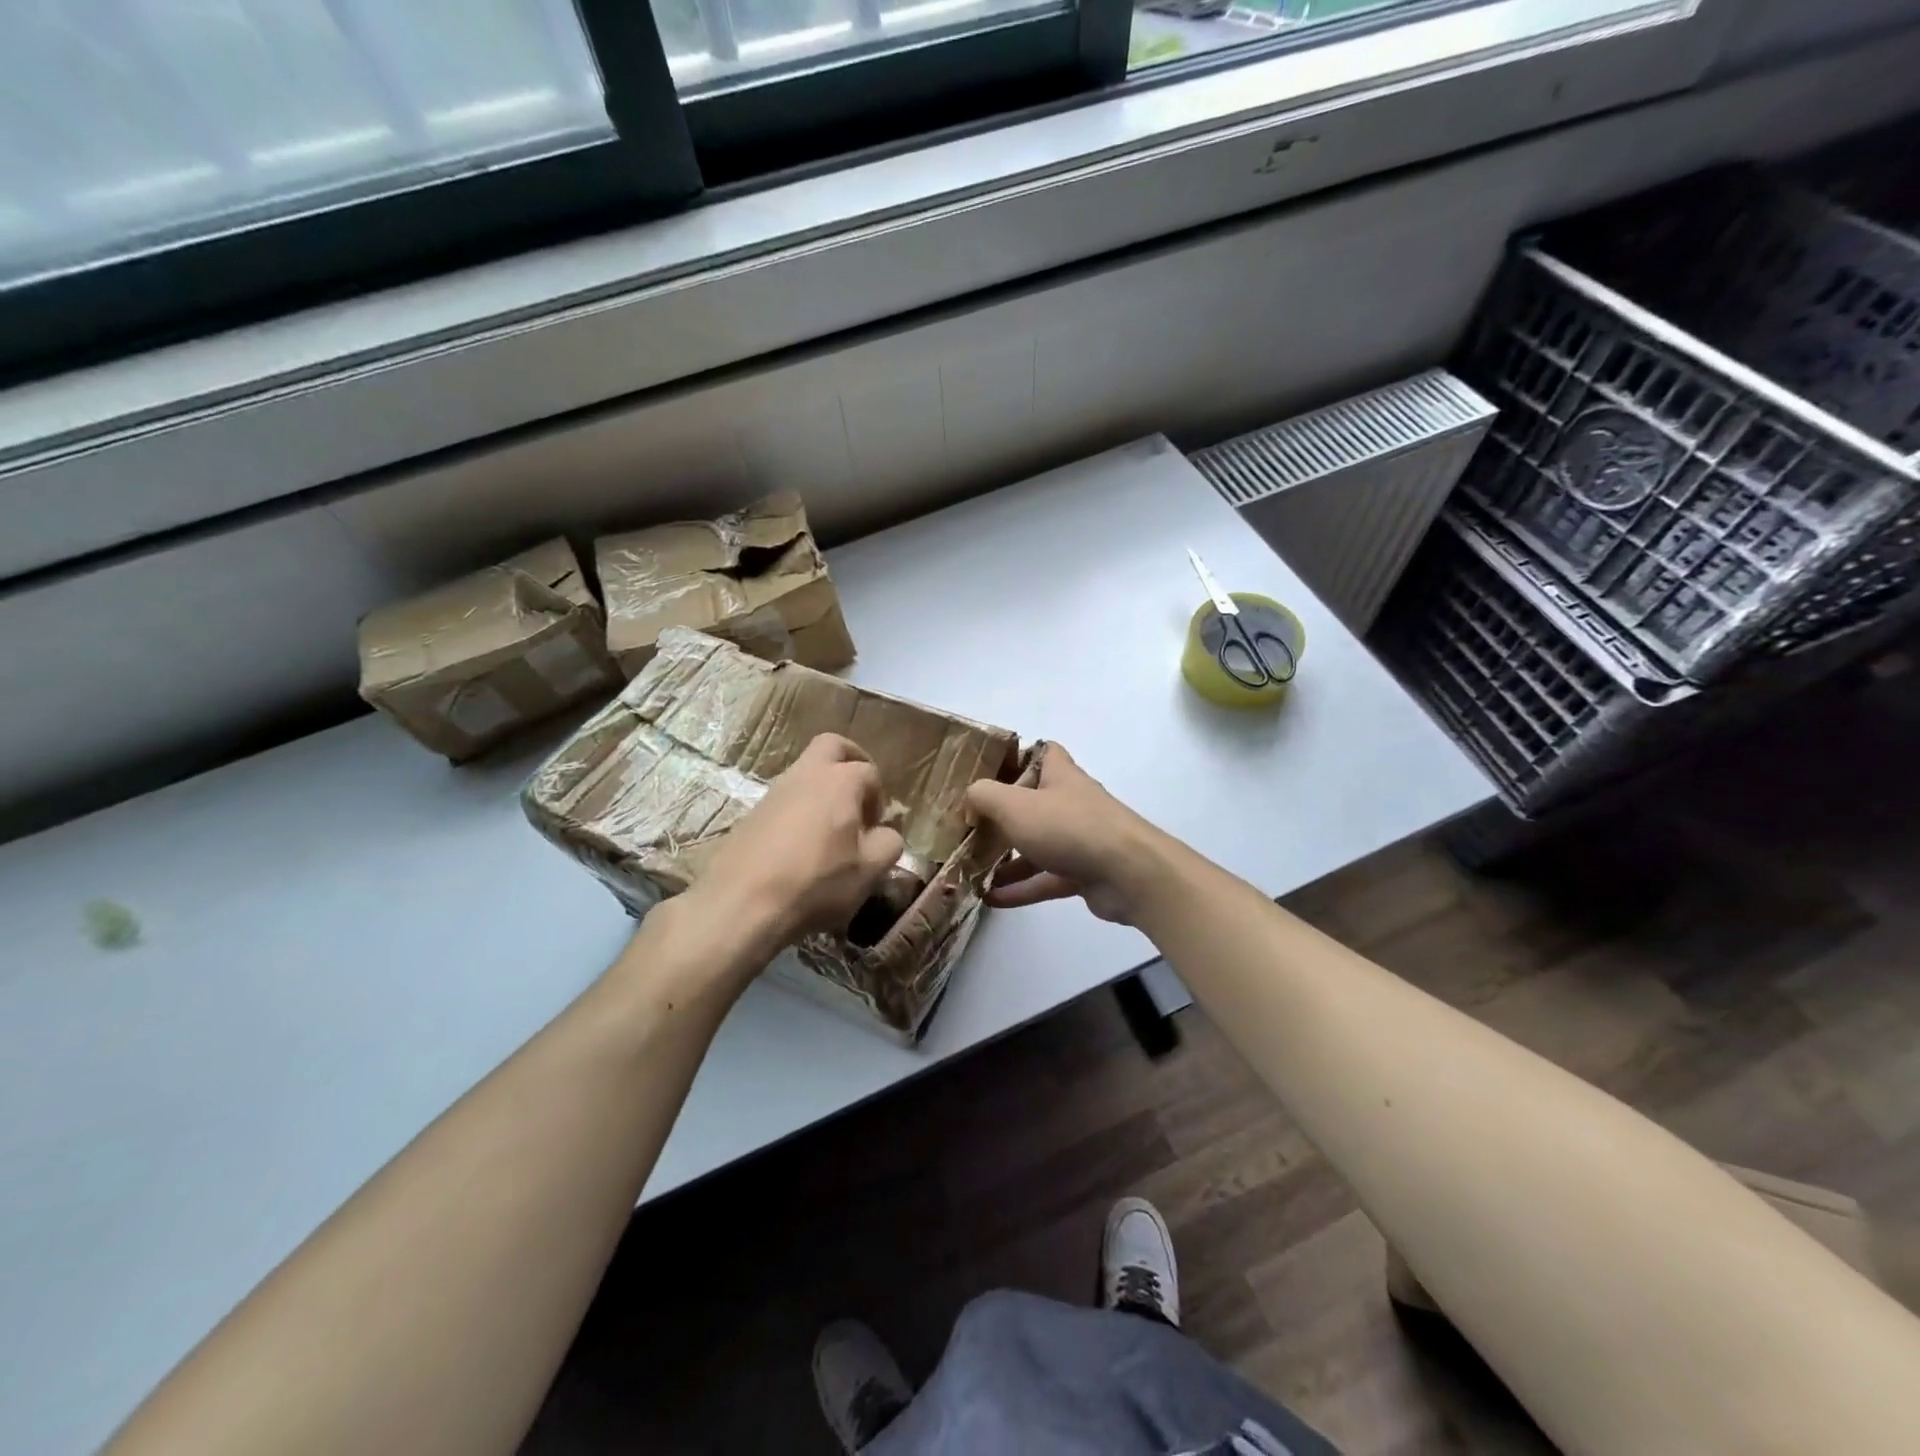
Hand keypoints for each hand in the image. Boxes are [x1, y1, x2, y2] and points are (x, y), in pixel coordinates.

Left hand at [682, 734, 905, 965]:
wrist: (740, 904)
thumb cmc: (816, 883)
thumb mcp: (869, 871)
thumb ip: (888, 844)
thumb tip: (885, 833)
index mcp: (840, 780)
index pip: (870, 773)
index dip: (879, 799)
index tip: (876, 829)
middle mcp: (806, 774)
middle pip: (832, 746)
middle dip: (850, 761)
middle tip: (858, 795)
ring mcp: (773, 791)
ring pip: (804, 772)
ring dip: (822, 789)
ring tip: (830, 830)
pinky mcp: (751, 813)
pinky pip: (784, 799)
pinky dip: (799, 810)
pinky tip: (801, 847)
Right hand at [964, 744, 1164, 924]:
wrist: (1127, 873)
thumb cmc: (1068, 827)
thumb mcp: (1014, 805)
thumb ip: (983, 797)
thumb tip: (970, 804)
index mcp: (1060, 776)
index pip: (1044, 752)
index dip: (1020, 756)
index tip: (991, 771)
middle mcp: (1071, 803)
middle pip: (1035, 802)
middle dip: (1004, 815)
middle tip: (972, 828)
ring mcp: (1080, 839)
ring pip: (1038, 844)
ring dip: (1007, 858)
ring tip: (973, 869)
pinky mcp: (1084, 873)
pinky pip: (1045, 878)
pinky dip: (1021, 888)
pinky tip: (991, 898)